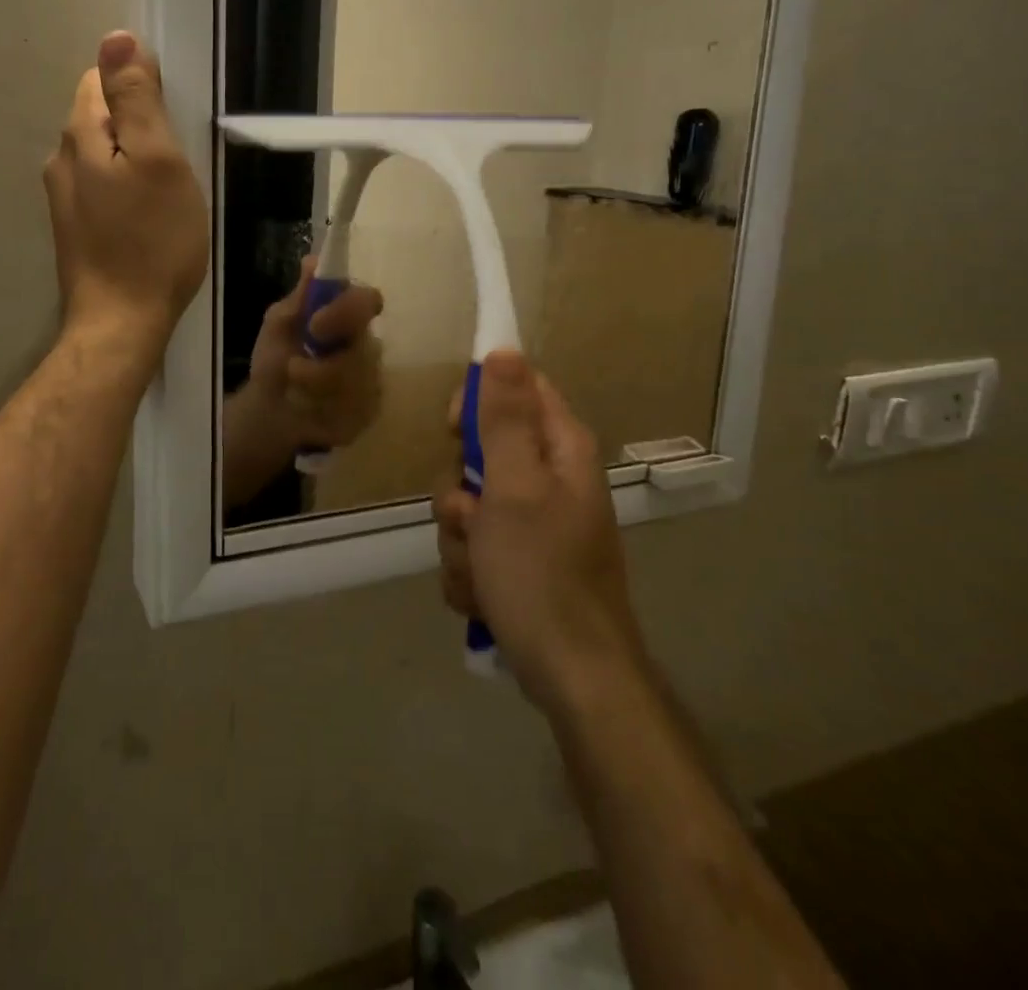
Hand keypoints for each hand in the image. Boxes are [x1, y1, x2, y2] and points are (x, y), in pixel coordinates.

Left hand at [42, 32, 208, 356]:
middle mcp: (61, 160)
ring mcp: (64, 198)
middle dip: (137, 125)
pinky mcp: (74, 228)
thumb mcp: (158, 160)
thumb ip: (136, 99)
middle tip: (177, 161)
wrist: (121, 322)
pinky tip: (147, 216)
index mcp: (80, 135)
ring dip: (132, 159)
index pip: (100, 79)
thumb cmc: (152, 241)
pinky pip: (102, 187)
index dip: (139, 87)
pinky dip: (125, 188)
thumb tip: (117, 38)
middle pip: (99, 115)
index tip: (172, 122)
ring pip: (102, 154)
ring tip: (166, 191)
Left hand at [247, 257, 385, 450]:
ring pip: (356, 386)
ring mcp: (372, 380)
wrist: (269, 408)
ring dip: (314, 390)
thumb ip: (299, 297)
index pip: (369, 301)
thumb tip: (313, 260)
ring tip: (293, 392)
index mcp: (348, 316)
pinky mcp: (368, 412)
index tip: (315, 325)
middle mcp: (367, 344)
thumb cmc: (276, 358)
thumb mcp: (279, 323)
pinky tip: (308, 411)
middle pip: (364, 351)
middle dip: (321, 367)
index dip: (347, 311)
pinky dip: (321, 413)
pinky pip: (354, 412)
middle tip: (292, 369)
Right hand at [434, 351, 643, 716]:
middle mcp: (548, 480)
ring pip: (466, 506)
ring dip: (459, 539)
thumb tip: (504, 349)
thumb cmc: (542, 574)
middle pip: (480, 451)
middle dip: (458, 490)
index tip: (455, 430)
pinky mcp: (518, 563)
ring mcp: (532, 525)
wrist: (572, 678)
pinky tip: (484, 597)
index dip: (478, 401)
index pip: (517, 389)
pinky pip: (471, 548)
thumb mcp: (514, 487)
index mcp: (559, 450)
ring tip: (481, 571)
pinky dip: (469, 571)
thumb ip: (504, 419)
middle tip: (470, 516)